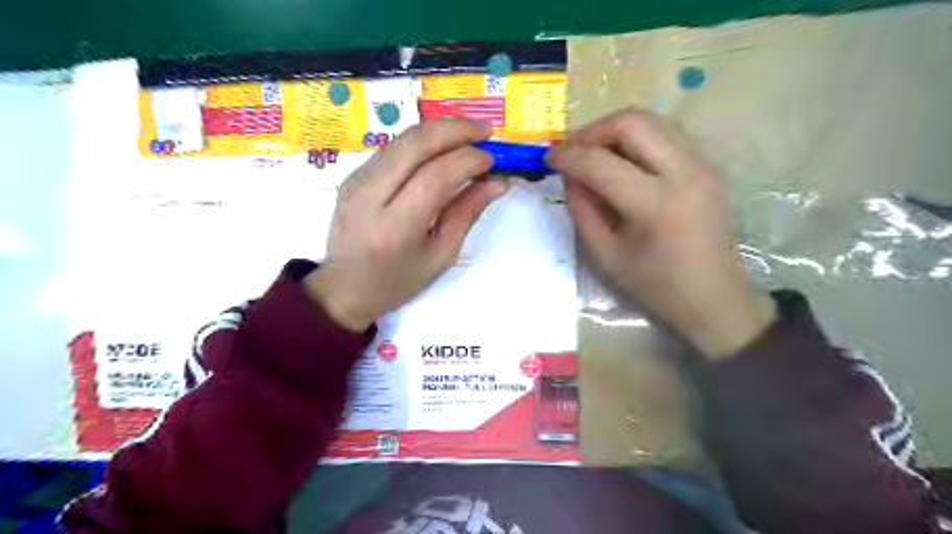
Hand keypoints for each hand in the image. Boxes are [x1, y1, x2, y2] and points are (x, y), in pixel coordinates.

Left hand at [310, 119, 508, 331]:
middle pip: (414, 145)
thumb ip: (467, 214)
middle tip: (486, 129)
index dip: (467, 161)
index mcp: (395, 228)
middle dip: (454, 130)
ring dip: (438, 130)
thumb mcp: (440, 256)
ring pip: (401, 140)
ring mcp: (356, 182)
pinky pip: (391, 149)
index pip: (435, 177)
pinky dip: (420, 141)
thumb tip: (497, 183)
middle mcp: (370, 197)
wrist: (345, 287)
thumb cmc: (398, 280)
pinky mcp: (352, 175)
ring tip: (468, 133)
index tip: (492, 159)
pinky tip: (441, 146)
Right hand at [547, 110, 775, 357]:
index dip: (568, 156)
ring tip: (592, 153)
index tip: (548, 160)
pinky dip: (635, 140)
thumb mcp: (605, 255)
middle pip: (632, 122)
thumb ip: (582, 210)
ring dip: (614, 131)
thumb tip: (570, 176)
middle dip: (592, 131)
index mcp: (656, 204)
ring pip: (652, 121)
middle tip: (571, 150)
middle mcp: (685, 172)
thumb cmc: (656, 285)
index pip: (601, 163)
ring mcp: (703, 165)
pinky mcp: (709, 166)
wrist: (714, 298)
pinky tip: (620, 162)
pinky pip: (666, 135)